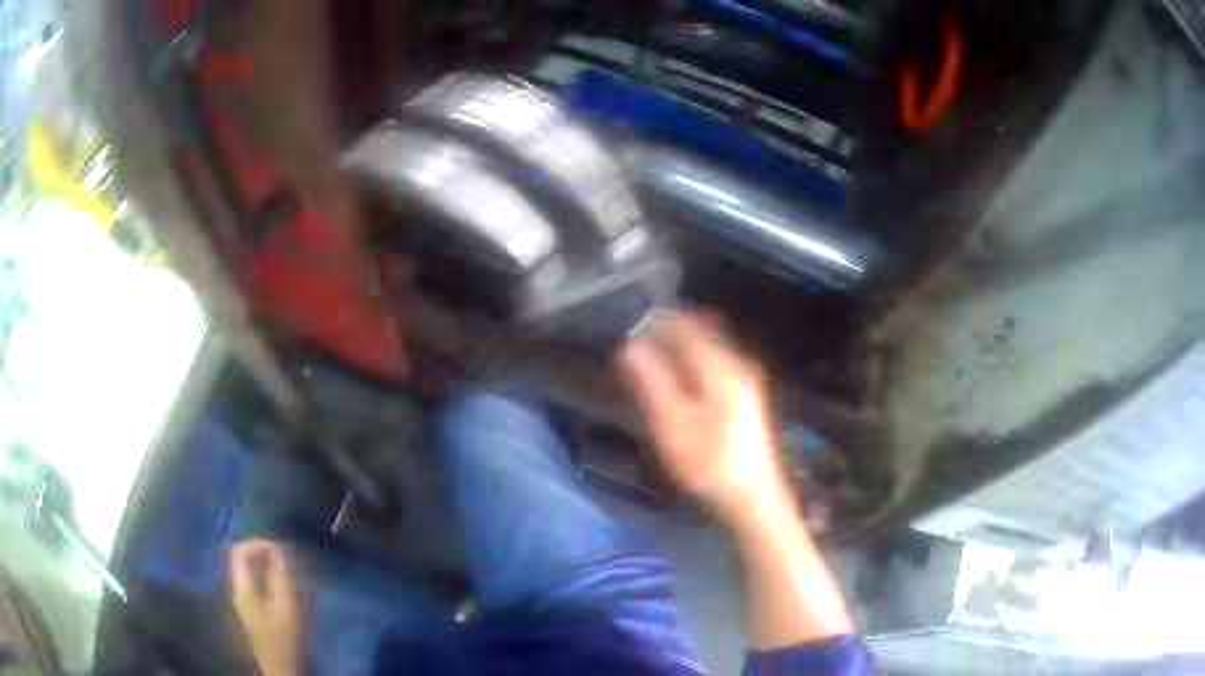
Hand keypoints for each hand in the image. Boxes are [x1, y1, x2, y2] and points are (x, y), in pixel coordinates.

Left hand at [230, 540, 305, 675]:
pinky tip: (292, 592)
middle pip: (246, 561)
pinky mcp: (256, 612)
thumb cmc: (284, 637)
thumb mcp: (286, 604)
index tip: (282, 549)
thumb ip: (281, 574)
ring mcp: (246, 602)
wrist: (282, 669)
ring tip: (295, 576)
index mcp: (241, 586)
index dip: (259, 544)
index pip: (240, 550)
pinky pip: (260, 586)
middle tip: (290, 561)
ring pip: (254, 574)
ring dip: (273, 570)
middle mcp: (239, 590)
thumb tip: (279, 548)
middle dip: (267, 556)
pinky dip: (274, 582)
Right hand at [620, 314, 788, 527]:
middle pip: (700, 330)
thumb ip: (651, 382)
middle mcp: (737, 363)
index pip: (685, 325)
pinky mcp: (746, 396)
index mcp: (721, 366)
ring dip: (680, 345)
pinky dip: (692, 359)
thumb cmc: (708, 462)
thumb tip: (630, 346)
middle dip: (668, 329)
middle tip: (637, 339)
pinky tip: (678, 377)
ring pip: (709, 346)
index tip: (630, 325)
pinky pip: (715, 361)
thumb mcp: (672, 424)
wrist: (752, 497)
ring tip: (651, 356)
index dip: (656, 321)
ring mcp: (746, 379)